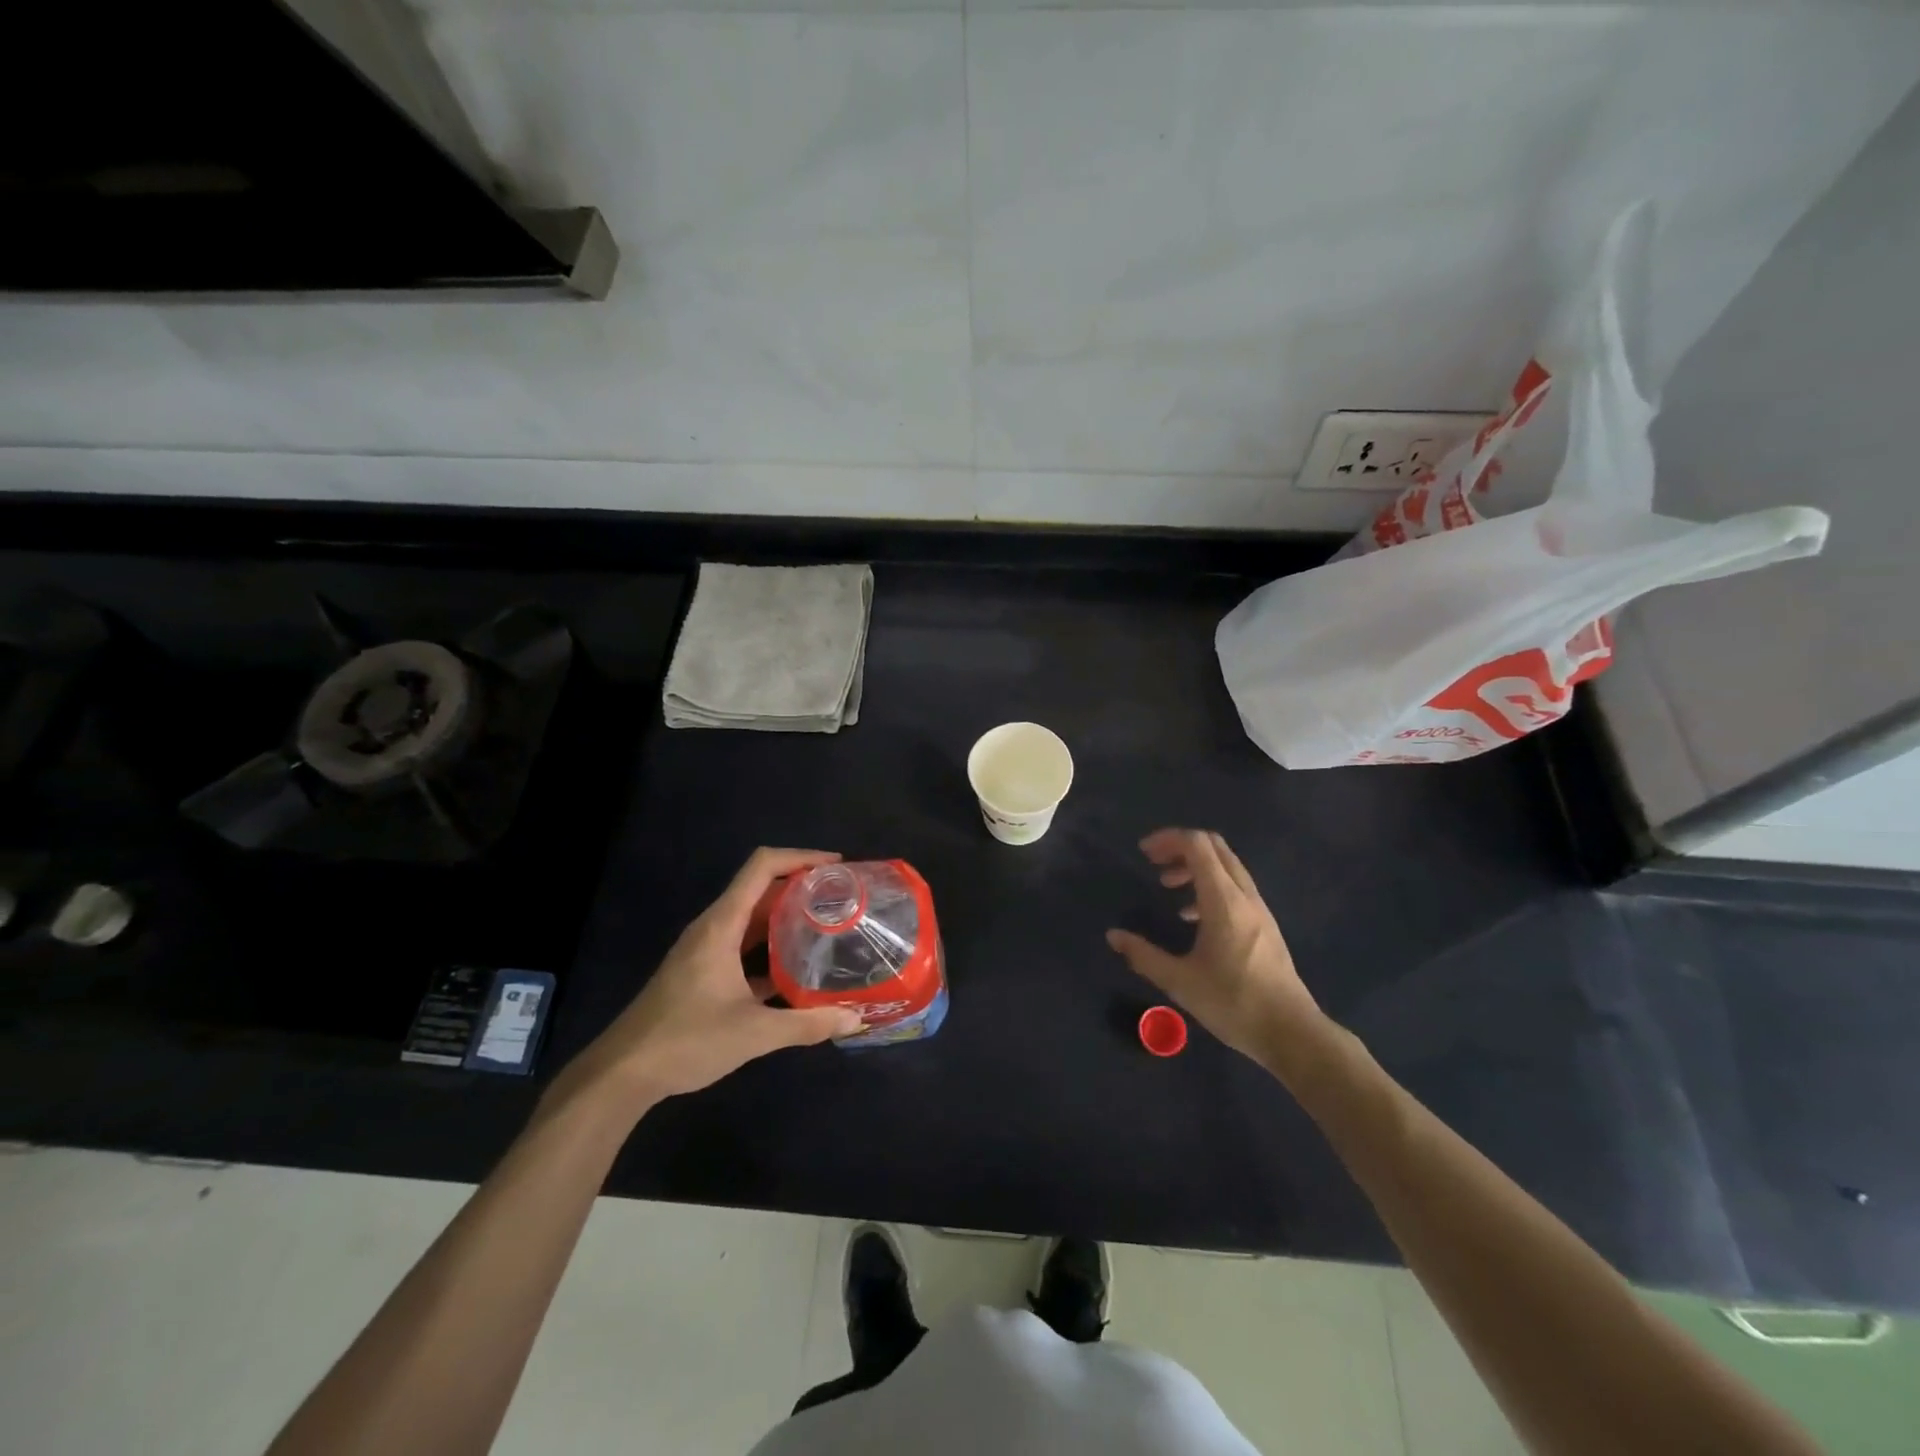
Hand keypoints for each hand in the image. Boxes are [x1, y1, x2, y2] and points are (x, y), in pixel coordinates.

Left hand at [552, 848, 862, 1113]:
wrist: (622, 1075)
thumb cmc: (685, 1041)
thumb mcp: (753, 1033)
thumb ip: (807, 1024)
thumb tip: (856, 1018)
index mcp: (722, 925)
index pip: (762, 867)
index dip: (801, 857)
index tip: (838, 867)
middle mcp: (713, 927)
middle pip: (761, 889)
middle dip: (802, 887)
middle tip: (842, 899)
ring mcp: (705, 949)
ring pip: (753, 918)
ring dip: (788, 917)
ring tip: (827, 927)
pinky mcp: (702, 972)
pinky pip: (743, 944)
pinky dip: (771, 946)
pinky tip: (796, 969)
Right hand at [1107, 829, 1327, 1069]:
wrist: (1292, 1033)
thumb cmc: (1234, 1004)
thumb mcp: (1180, 982)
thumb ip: (1144, 955)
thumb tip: (1114, 936)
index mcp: (1223, 901)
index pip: (1198, 845)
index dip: (1168, 839)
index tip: (1144, 852)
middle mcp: (1244, 896)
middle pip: (1215, 847)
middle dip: (1180, 847)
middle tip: (1154, 863)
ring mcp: (1258, 909)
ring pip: (1227, 866)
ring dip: (1195, 866)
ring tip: (1168, 887)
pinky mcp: (1264, 925)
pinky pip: (1235, 886)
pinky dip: (1210, 884)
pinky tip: (1193, 916)